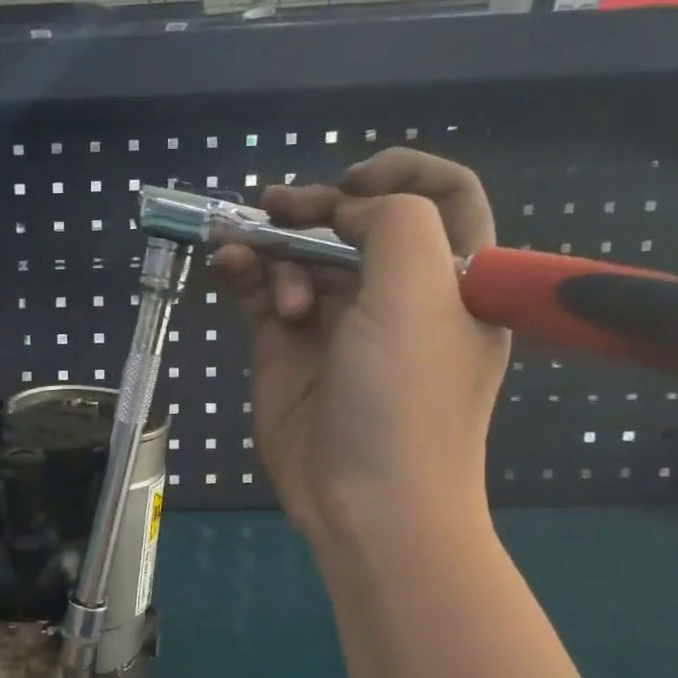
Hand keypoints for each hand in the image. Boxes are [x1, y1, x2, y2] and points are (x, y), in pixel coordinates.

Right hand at [212, 148, 509, 540]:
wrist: (366, 504)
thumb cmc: (406, 398)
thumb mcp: (421, 294)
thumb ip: (394, 224)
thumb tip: (344, 212)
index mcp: (452, 278)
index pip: (441, 196)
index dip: (400, 172)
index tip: (352, 183)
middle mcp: (394, 294)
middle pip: (354, 223)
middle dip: (312, 208)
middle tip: (275, 208)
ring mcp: (335, 322)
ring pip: (299, 256)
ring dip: (269, 245)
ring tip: (245, 260)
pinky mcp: (284, 348)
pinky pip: (260, 292)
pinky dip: (241, 271)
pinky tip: (226, 265)